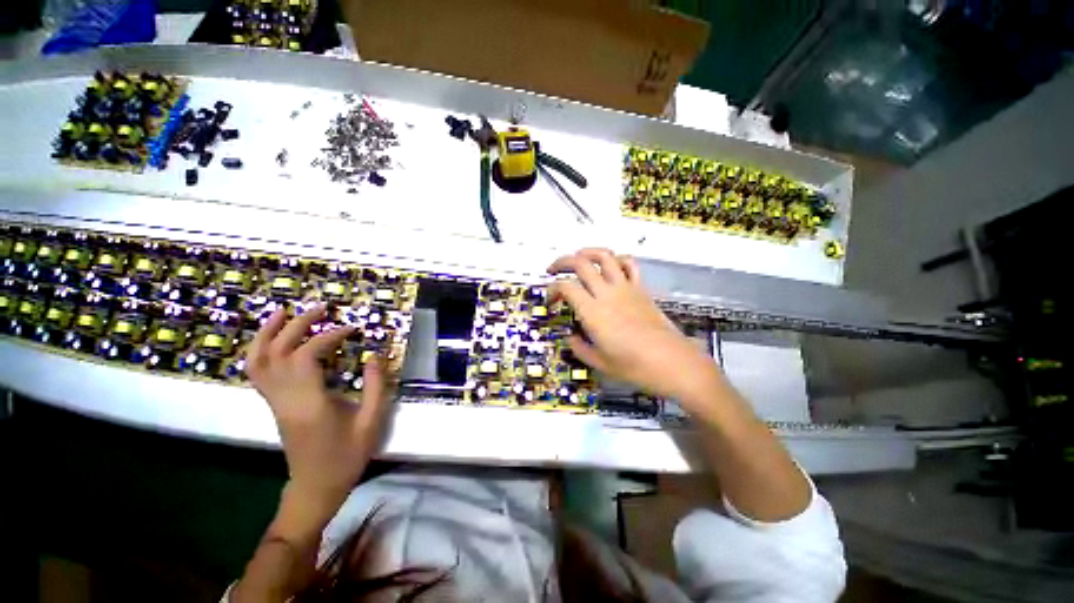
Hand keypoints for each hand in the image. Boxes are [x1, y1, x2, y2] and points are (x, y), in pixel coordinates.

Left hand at [247, 305, 392, 519]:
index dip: (329, 336)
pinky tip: (275, 340)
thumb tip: (375, 356)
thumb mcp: (371, 423)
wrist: (315, 487)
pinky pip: (257, 372)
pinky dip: (261, 350)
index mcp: (310, 403)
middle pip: (278, 352)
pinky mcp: (273, 405)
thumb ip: (375, 387)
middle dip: (299, 325)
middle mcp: (285, 399)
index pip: (308, 356)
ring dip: (268, 333)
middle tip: (323, 309)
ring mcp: (274, 402)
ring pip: (257, 361)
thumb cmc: (346, 457)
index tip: (353, 329)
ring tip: (284, 312)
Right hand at [548, 248, 720, 402]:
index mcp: (593, 311)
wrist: (672, 362)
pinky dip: (617, 260)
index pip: (565, 287)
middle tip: (552, 271)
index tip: (550, 301)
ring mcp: (626, 287)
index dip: (552, 289)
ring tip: (578, 259)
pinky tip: (610, 267)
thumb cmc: (634, 366)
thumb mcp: (598, 363)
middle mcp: (607, 293)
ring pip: (604, 256)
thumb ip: (579, 347)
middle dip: (561, 262)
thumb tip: (570, 337)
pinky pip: (629, 264)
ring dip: (587, 252)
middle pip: (580, 263)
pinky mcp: (641, 288)